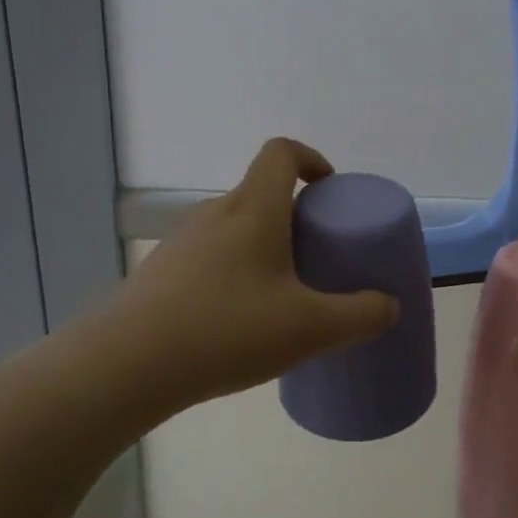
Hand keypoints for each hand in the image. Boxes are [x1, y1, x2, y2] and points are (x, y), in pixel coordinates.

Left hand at [103, 139, 398, 413]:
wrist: (129, 364)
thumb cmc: (228, 330)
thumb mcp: (311, 328)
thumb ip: (360, 315)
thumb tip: (388, 307)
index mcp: (255, 210)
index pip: (282, 153)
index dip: (311, 159)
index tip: (329, 190)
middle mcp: (216, 213)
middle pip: (261, 192)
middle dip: (295, 216)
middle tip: (316, 256)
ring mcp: (182, 241)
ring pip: (234, 227)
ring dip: (263, 246)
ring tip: (280, 294)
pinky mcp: (161, 271)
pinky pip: (209, 256)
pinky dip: (233, 271)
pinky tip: (237, 320)